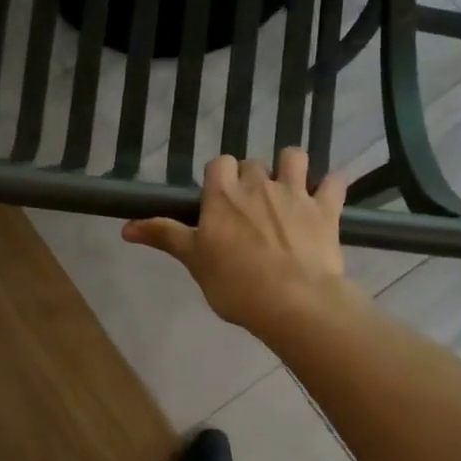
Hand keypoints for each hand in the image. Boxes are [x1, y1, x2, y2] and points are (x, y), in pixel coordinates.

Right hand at [123, 148, 357, 335]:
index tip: (218, 201)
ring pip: (294, 158)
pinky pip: (334, 183)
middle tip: (249, 209)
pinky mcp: (326, 210)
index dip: (218, 178)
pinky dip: (331, 186)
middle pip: (252, 163)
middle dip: (250, 178)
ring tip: (287, 188)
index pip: (218, 164)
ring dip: (290, 166)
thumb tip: (125, 227)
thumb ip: (164, 236)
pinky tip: (327, 195)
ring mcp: (295, 194)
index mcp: (223, 195)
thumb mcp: (194, 261)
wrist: (295, 302)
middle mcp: (258, 184)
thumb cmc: (236, 284)